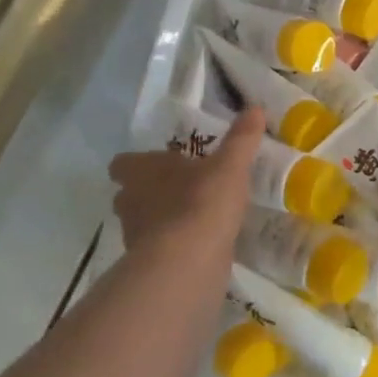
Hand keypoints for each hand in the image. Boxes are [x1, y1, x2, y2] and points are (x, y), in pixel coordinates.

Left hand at [108, 106, 262, 257]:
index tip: (158, 164)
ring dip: (161, 221)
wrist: (187, 264)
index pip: (123, 164)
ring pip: (142, 223)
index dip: (136, 164)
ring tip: (192, 218)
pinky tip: (198, 247)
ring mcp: (135, 238)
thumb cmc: (201, 202)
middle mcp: (130, 202)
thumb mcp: (229, 166)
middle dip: (149, 192)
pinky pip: (157, 252)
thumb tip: (254, 109)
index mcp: (142, 171)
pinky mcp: (147, 267)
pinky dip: (173, 248)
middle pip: (129, 194)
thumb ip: (241, 140)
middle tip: (179, 189)